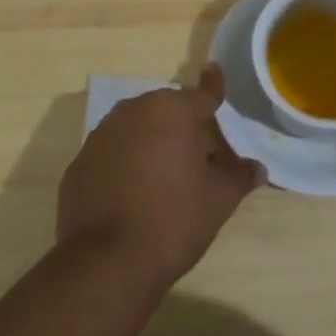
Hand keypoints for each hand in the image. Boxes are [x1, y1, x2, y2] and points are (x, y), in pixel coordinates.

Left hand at [57, 64, 264, 290]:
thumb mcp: (217, 201)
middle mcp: (133, 111)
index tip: (214, 71)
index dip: (214, 87)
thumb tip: (256, 167)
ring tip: (169, 179)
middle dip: (187, 128)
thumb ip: (238, 176)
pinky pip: (114, 153)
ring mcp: (101, 135)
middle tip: (204, 160)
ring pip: (139, 129)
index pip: (202, 94)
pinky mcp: (79, 163)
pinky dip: (127, 163)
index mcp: (171, 111)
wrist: (105, 264)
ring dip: (155, 143)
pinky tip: (135, 194)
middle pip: (169, 112)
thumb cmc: (172, 222)